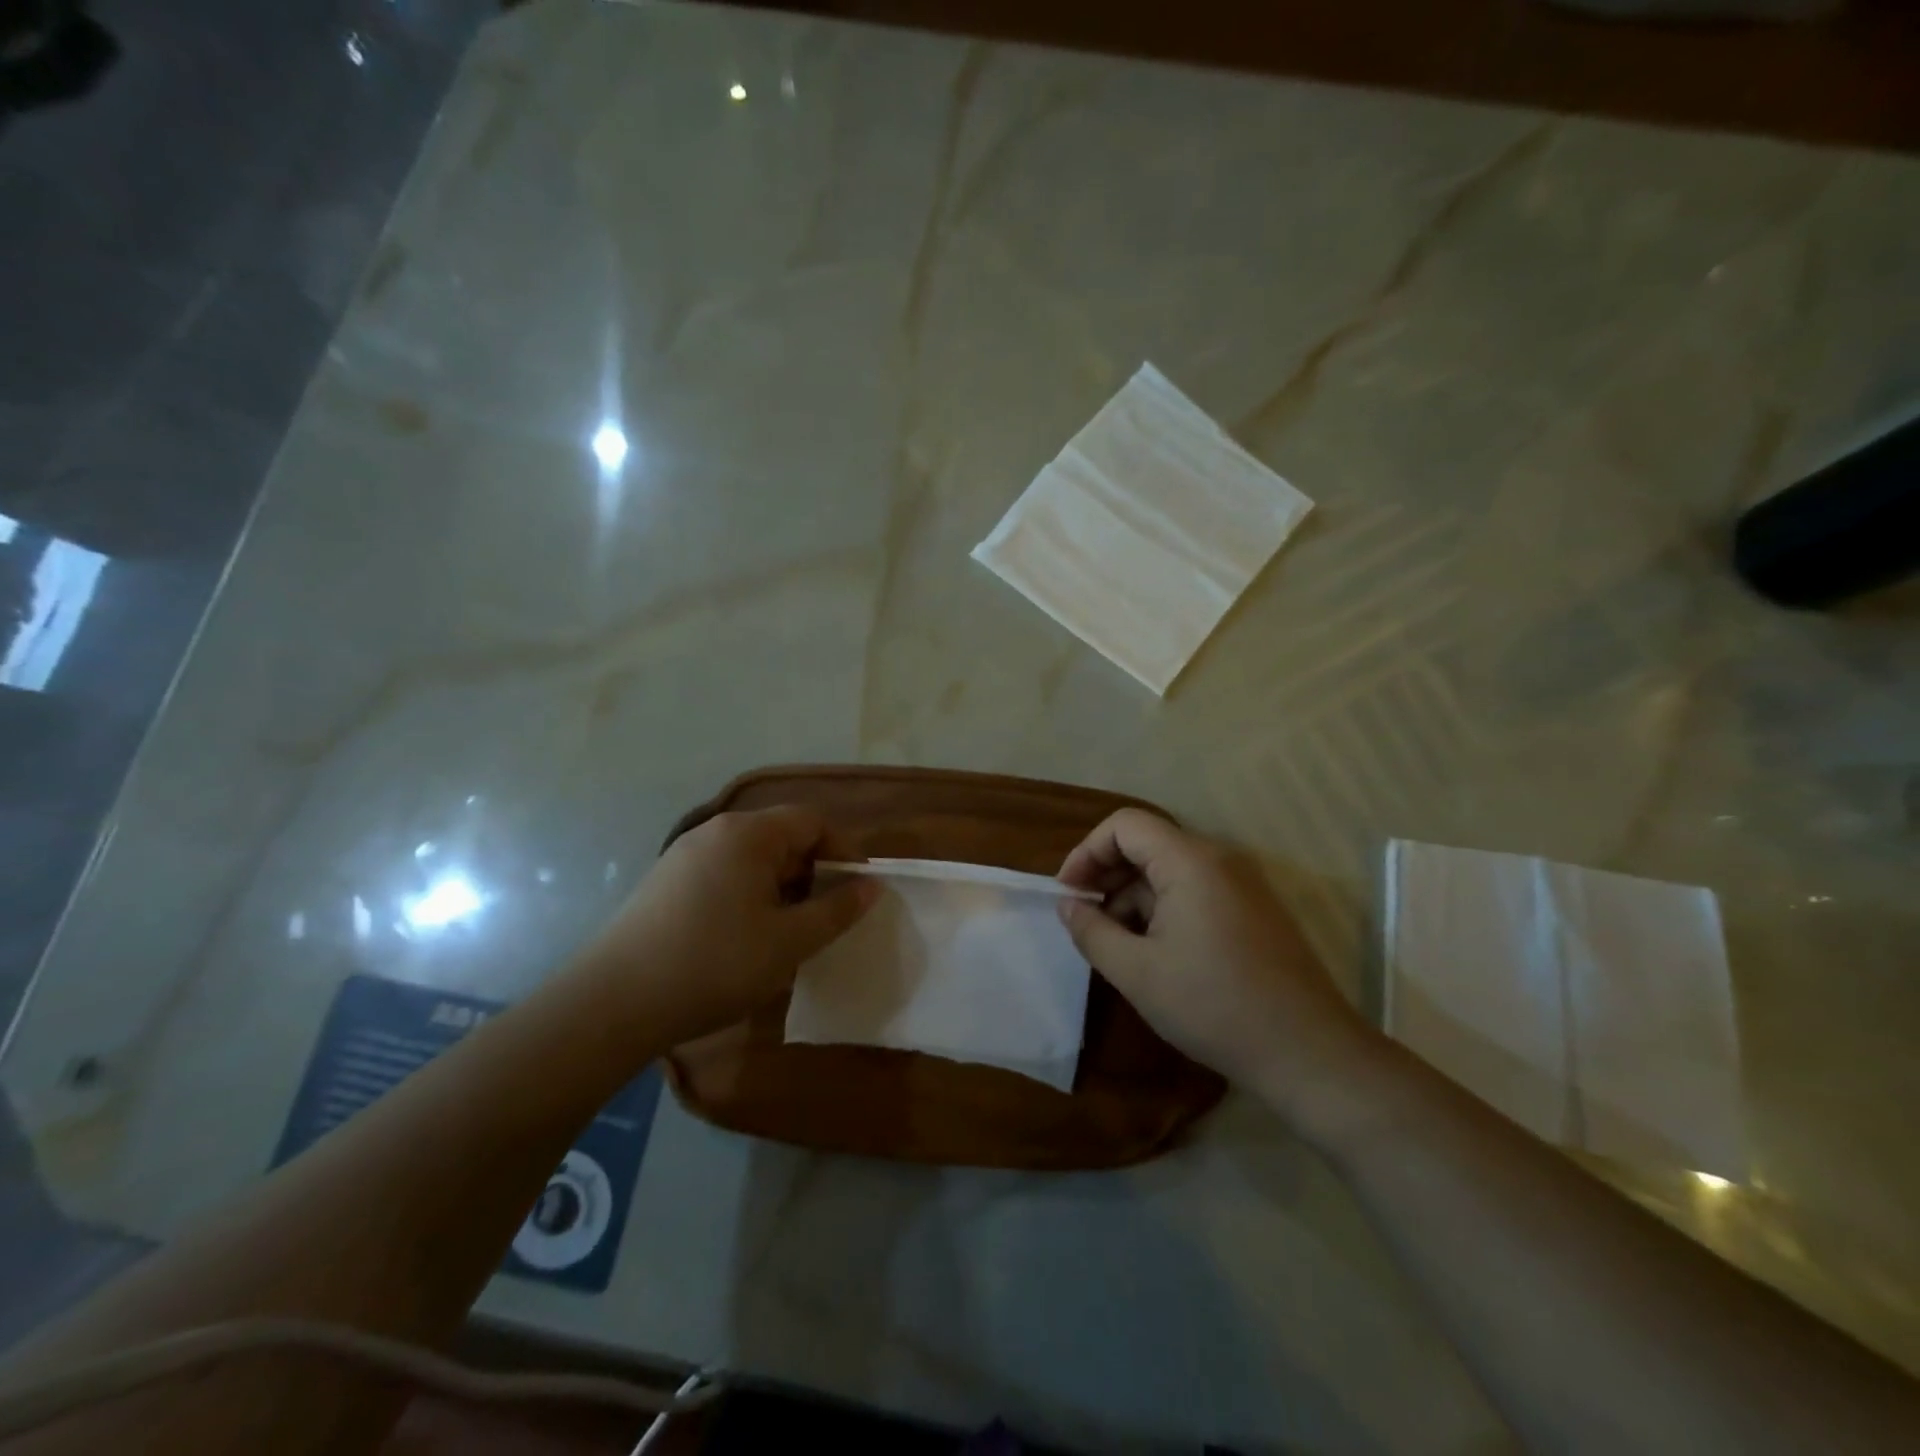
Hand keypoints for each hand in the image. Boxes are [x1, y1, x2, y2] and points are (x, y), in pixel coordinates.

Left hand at [578, 806, 877, 1043]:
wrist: (613, 1003)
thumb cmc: (714, 964)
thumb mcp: (789, 942)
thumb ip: (836, 910)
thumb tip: (871, 886)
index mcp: (748, 834)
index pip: (812, 821)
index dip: (843, 850)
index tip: (857, 890)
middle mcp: (715, 832)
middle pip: (781, 836)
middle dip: (812, 872)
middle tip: (824, 918)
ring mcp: (684, 855)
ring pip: (752, 859)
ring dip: (781, 888)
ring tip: (787, 933)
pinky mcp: (664, 883)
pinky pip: (723, 875)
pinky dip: (748, 896)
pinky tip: (743, 939)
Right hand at [1056, 809, 1383, 1127]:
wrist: (1307, 1052)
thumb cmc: (1213, 1006)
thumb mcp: (1136, 972)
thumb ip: (1091, 931)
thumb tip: (1067, 904)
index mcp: (1190, 862)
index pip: (1124, 824)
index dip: (1087, 851)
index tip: (1069, 894)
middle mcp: (1219, 859)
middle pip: (1148, 843)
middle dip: (1107, 875)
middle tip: (1084, 919)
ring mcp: (1241, 884)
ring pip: (1170, 870)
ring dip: (1133, 897)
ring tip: (1115, 945)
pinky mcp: (1253, 909)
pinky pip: (1195, 890)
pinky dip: (1163, 908)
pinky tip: (1153, 953)